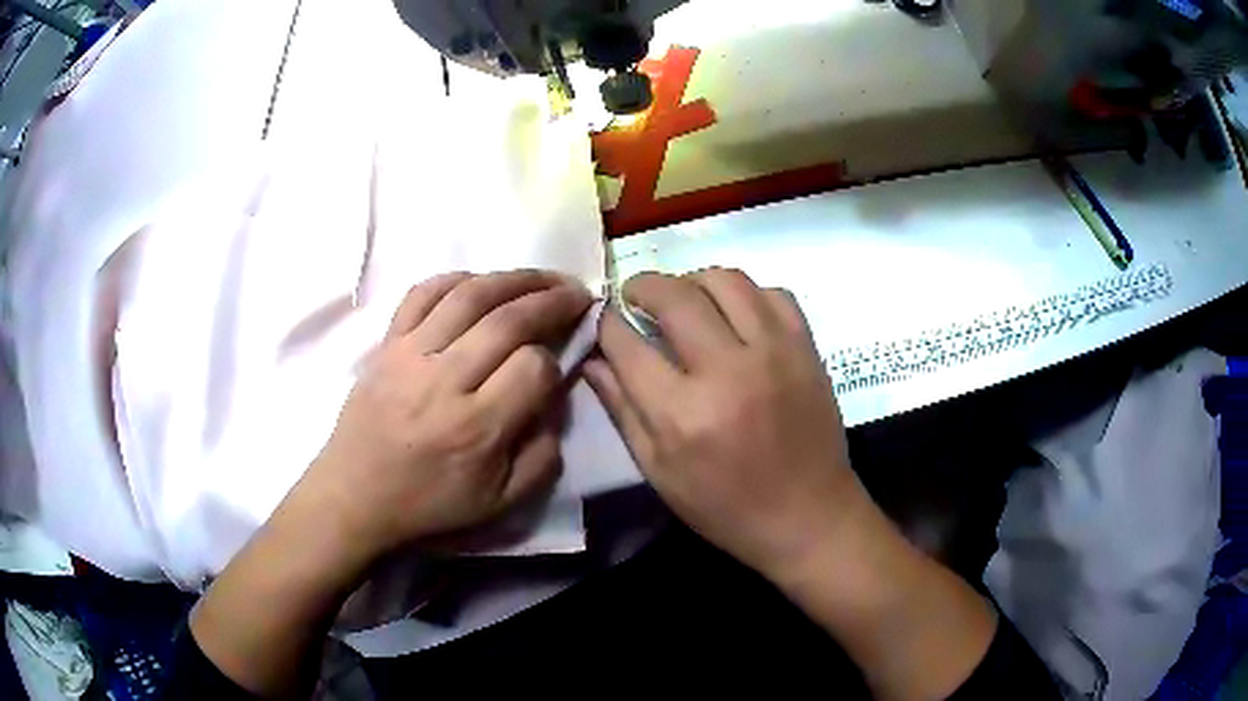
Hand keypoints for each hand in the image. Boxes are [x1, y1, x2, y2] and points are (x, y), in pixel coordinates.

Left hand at [304, 270, 591, 560]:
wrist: (355, 493)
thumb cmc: (429, 502)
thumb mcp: (500, 503)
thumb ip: (542, 457)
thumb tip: (556, 402)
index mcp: (477, 427)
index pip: (533, 368)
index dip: (554, 361)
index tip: (554, 368)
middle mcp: (445, 381)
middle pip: (508, 320)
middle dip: (551, 300)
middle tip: (577, 292)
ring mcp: (410, 354)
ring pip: (469, 295)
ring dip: (514, 278)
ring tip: (542, 277)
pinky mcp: (387, 343)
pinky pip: (422, 294)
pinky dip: (455, 278)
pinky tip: (479, 281)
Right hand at [584, 268, 866, 579]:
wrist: (808, 514)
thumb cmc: (725, 507)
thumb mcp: (659, 472)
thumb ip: (622, 410)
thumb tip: (592, 359)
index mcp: (683, 414)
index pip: (628, 343)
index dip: (607, 323)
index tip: (604, 318)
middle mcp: (728, 371)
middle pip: (675, 296)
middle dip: (642, 285)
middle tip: (635, 296)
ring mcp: (775, 352)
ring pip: (725, 280)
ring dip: (693, 280)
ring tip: (685, 299)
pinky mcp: (806, 347)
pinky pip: (772, 292)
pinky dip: (745, 293)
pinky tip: (735, 314)